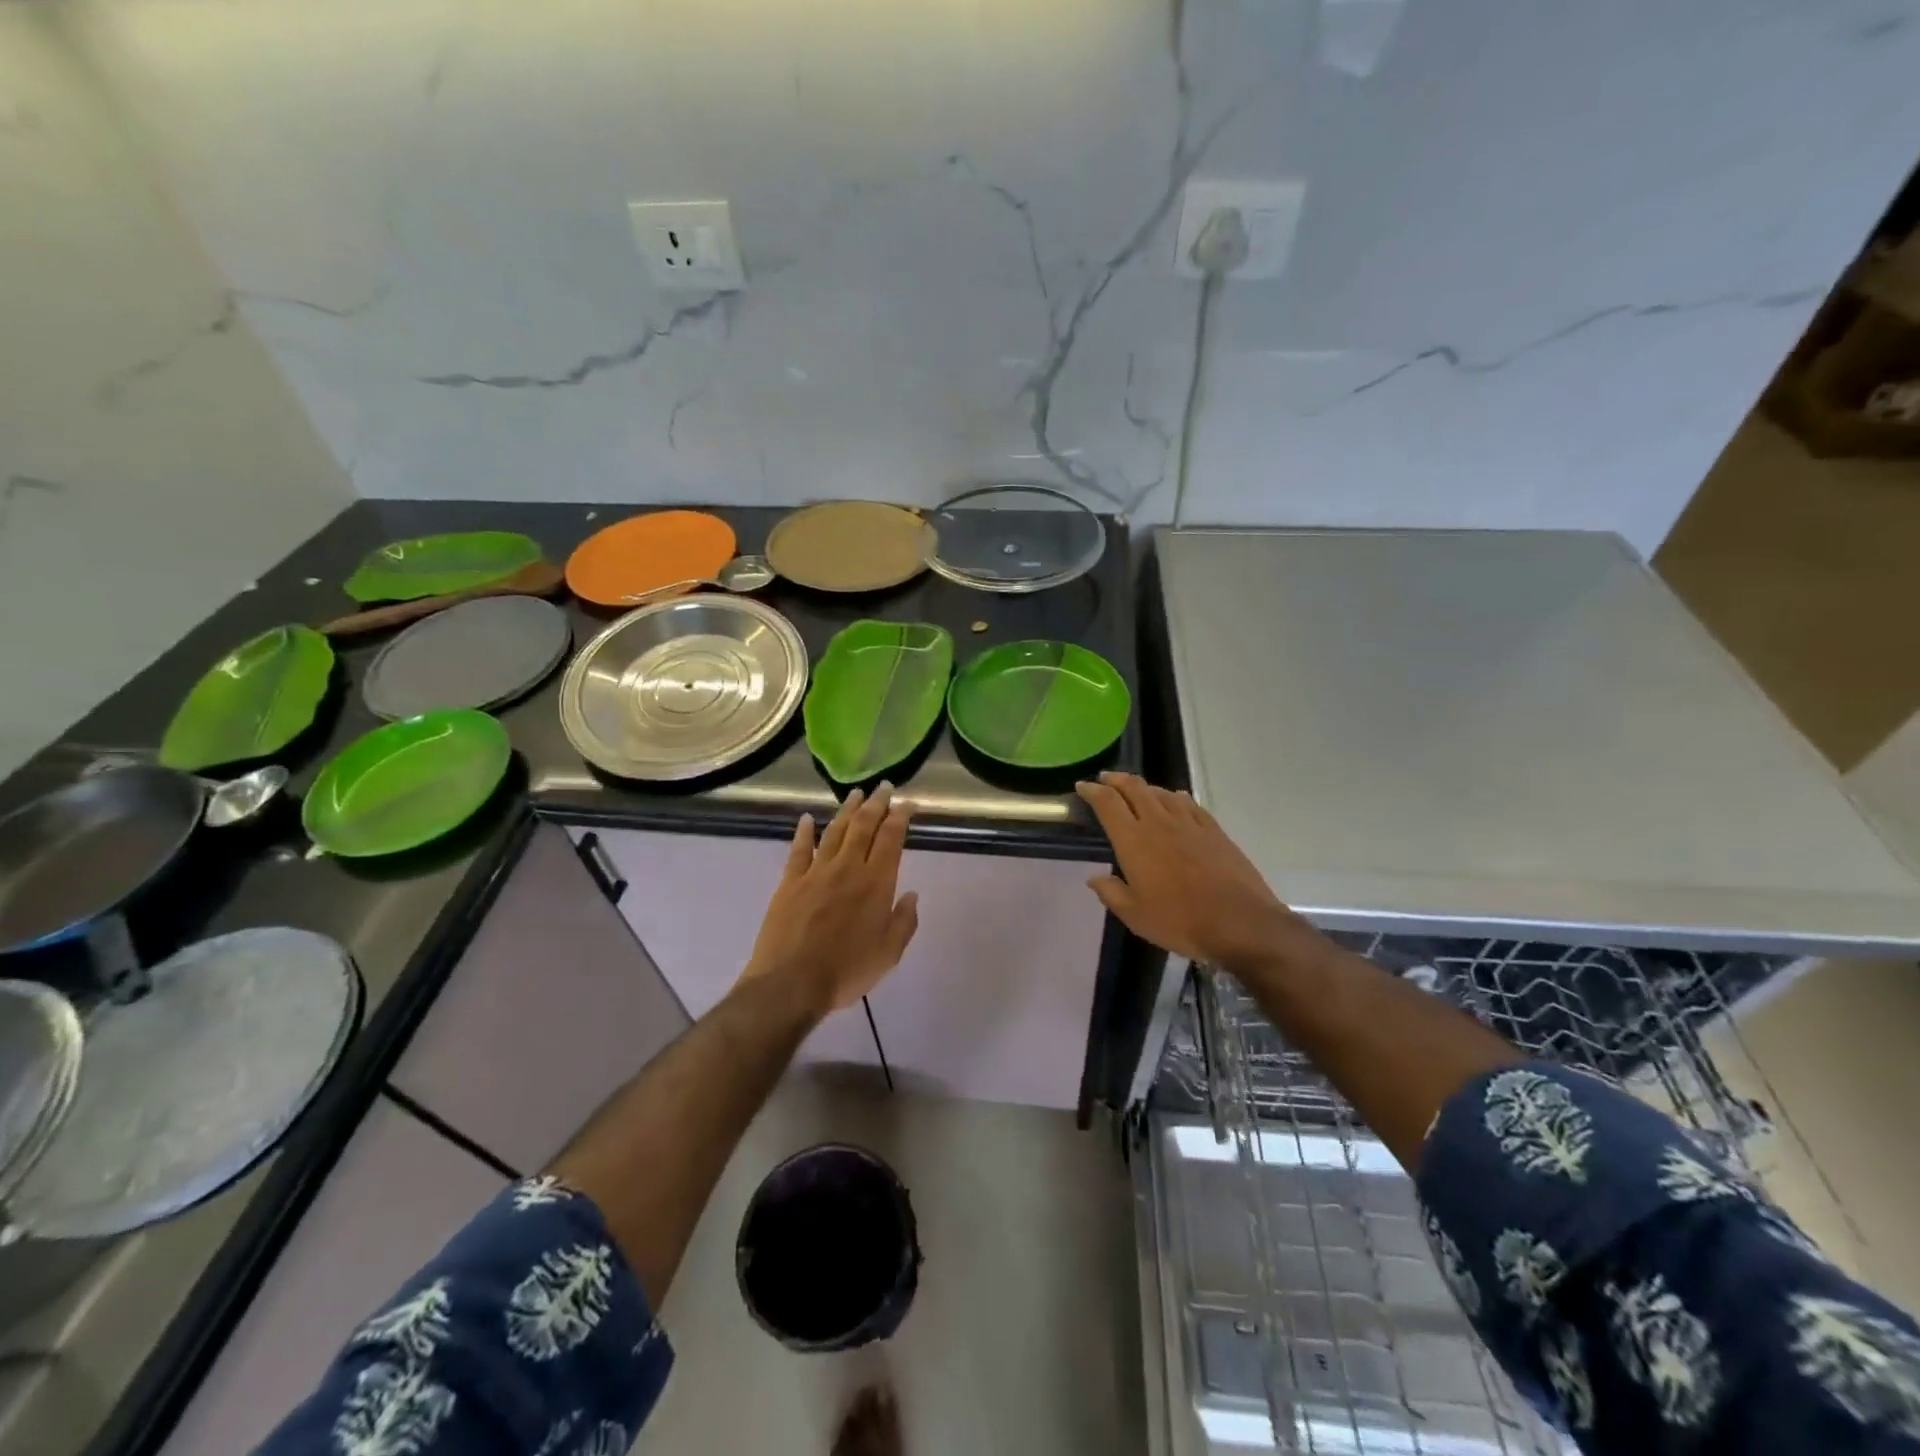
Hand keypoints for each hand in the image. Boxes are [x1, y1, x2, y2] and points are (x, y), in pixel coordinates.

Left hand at [743, 784, 919, 1012]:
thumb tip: (911, 895)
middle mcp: (847, 868)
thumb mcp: (888, 953)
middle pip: (863, 826)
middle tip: (884, 787)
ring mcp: (816, 872)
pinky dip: (805, 832)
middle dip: (876, 803)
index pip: (891, 839)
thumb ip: (904, 921)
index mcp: (876, 883)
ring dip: (847, 810)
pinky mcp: (790, 882)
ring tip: (855, 794)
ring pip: (835, 831)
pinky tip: (808, 819)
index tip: (907, 803)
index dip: (900, 817)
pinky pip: (799, 850)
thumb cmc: (846, 971)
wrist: (791, 983)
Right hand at [1076, 772, 1299, 971]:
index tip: (1083, 786)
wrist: (1240, 922)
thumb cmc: (1180, 921)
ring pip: (1162, 793)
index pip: (1108, 803)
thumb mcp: (1135, 916)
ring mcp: (1189, 824)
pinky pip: (1189, 804)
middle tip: (1105, 778)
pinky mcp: (1214, 830)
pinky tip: (1175, 799)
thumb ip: (1111, 893)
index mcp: (1134, 840)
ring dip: (1145, 787)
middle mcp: (1159, 823)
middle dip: (1116, 779)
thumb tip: (1094, 878)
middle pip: (1135, 788)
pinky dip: (1176, 797)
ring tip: (1137, 790)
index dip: (1092, 790)